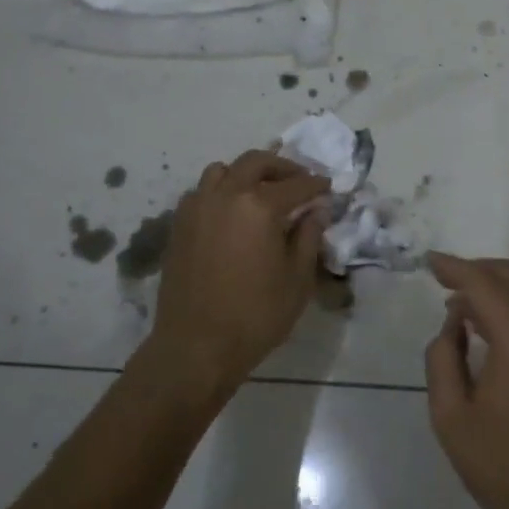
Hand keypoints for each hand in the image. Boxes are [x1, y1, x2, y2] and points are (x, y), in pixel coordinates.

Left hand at [136, 150, 328, 405]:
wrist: (196, 346)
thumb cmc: (256, 315)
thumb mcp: (297, 279)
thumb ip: (308, 237)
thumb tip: (316, 211)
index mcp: (259, 206)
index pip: (296, 184)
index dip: (317, 185)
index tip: (328, 188)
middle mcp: (225, 195)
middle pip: (256, 162)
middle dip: (282, 167)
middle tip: (299, 181)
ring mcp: (197, 207)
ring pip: (222, 170)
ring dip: (246, 173)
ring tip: (262, 192)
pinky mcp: (179, 224)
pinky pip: (202, 191)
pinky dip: (221, 190)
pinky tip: (232, 213)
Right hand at [423, 253, 508, 508]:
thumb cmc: (507, 471)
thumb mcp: (452, 418)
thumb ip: (443, 358)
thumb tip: (454, 322)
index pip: (483, 283)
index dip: (454, 267)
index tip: (429, 261)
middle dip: (477, 270)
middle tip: (445, 279)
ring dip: (500, 287)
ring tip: (465, 304)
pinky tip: (498, 326)